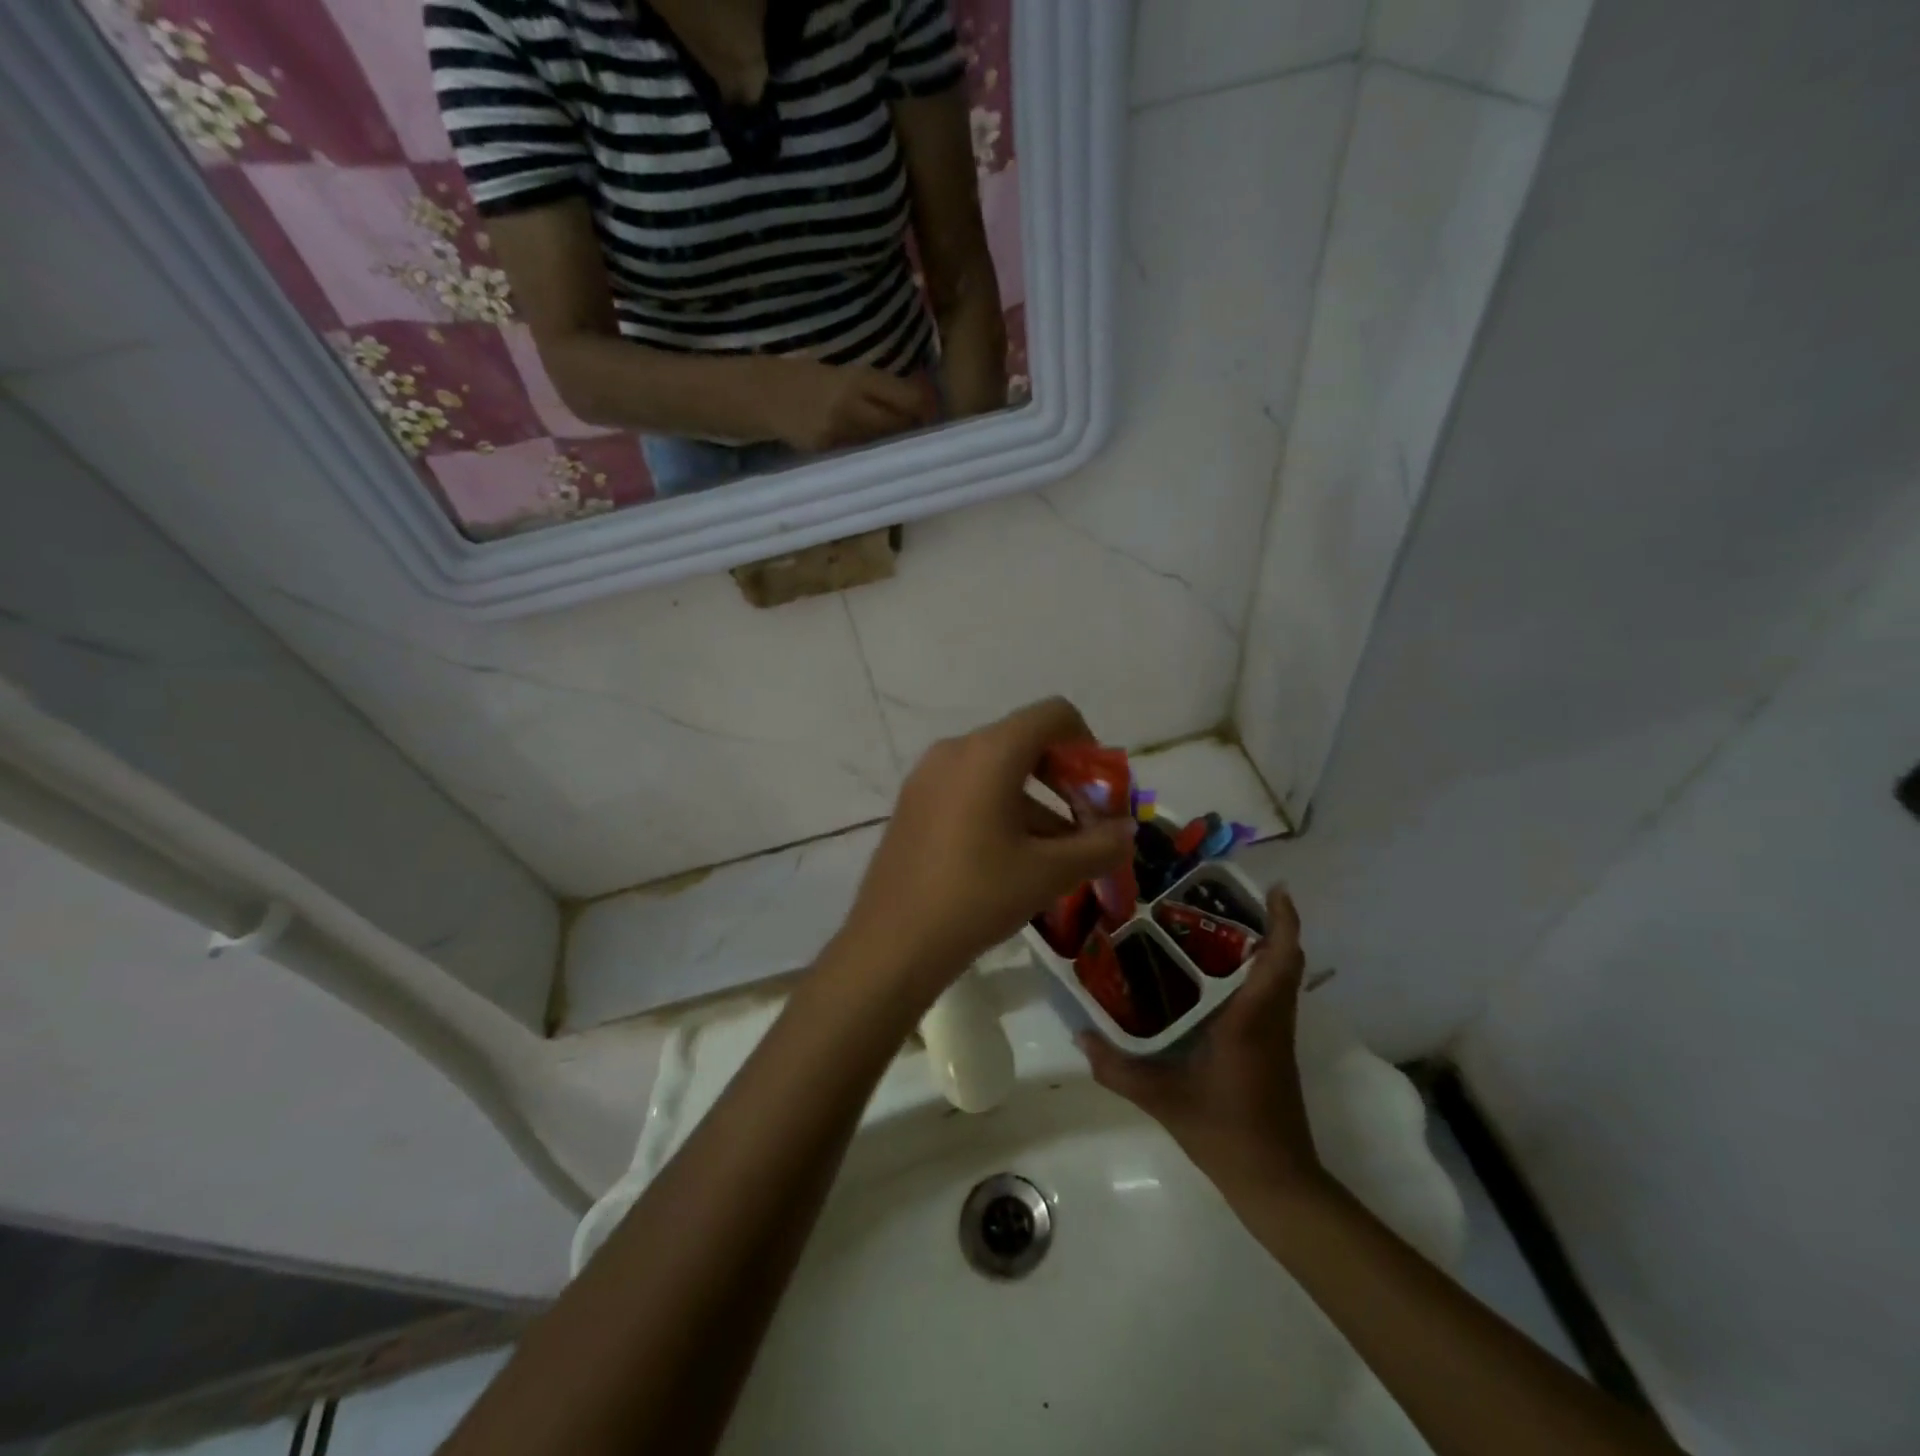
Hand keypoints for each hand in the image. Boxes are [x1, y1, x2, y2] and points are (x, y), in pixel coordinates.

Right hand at [761, 359, 937, 451]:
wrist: (758, 395)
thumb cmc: (800, 377)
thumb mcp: (839, 371)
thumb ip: (873, 386)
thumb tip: (914, 397)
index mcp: (856, 379)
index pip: (907, 398)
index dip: (925, 406)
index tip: (932, 409)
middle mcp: (851, 407)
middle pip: (900, 424)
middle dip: (914, 427)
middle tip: (923, 429)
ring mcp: (839, 434)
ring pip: (884, 444)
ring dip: (898, 444)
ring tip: (903, 443)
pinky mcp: (829, 452)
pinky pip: (863, 455)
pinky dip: (875, 454)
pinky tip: (878, 454)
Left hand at [829, 698, 1135, 1008]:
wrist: (892, 944)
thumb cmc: (976, 897)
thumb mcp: (1049, 873)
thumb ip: (1099, 846)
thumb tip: (1127, 832)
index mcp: (989, 752)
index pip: (1053, 714)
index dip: (1088, 745)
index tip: (1100, 792)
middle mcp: (955, 750)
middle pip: (1026, 742)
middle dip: (1066, 779)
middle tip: (1087, 825)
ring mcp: (928, 776)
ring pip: (998, 771)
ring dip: (1037, 802)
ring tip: (1059, 856)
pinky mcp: (914, 803)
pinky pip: (970, 789)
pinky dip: (1002, 810)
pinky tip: (1015, 860)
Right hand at [1079, 887, 1324, 1200]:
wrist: (1277, 1183)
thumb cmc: (1225, 1132)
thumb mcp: (1162, 1099)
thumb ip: (1118, 1068)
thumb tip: (1080, 1036)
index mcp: (1252, 1020)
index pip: (1280, 959)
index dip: (1284, 920)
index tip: (1274, 887)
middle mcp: (1271, 1020)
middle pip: (1286, 960)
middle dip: (1270, 924)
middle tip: (1227, 899)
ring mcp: (1277, 1037)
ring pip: (1281, 979)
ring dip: (1265, 948)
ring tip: (1217, 927)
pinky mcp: (1274, 1052)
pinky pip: (1272, 998)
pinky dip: (1257, 975)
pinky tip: (1216, 978)